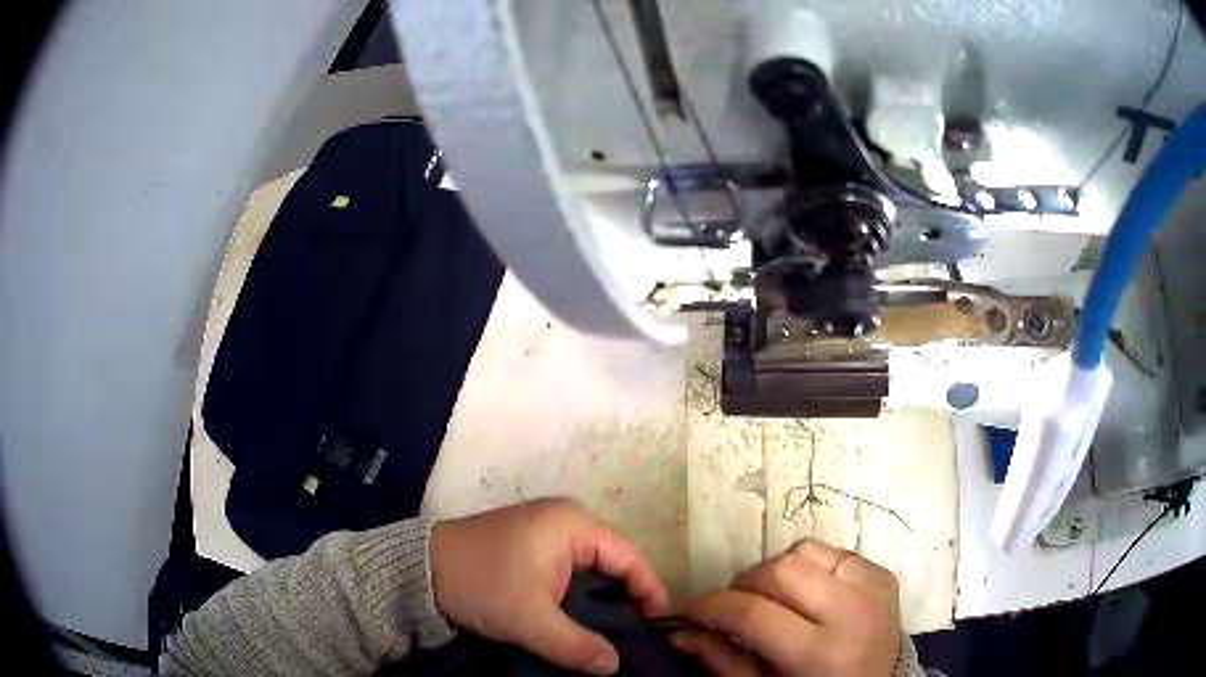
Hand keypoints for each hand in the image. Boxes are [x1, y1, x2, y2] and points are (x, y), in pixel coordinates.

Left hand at [429, 497, 669, 674]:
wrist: (419, 569)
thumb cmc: (480, 583)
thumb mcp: (529, 619)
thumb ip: (576, 645)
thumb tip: (615, 667)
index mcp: (573, 524)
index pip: (629, 557)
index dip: (649, 590)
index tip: (658, 625)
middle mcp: (566, 520)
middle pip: (613, 561)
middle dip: (626, 599)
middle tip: (637, 635)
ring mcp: (546, 531)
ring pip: (591, 568)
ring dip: (601, 600)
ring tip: (614, 634)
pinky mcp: (531, 545)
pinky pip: (570, 570)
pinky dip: (580, 595)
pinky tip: (582, 620)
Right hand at [673, 539, 900, 676]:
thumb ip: (722, 660)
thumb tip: (678, 633)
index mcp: (820, 653)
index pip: (753, 613)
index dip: (712, 607)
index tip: (690, 611)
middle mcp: (852, 611)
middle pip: (780, 571)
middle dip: (743, 584)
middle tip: (730, 606)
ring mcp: (873, 587)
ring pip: (805, 550)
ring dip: (776, 570)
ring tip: (769, 597)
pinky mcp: (883, 574)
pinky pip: (833, 551)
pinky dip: (809, 566)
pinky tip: (805, 592)